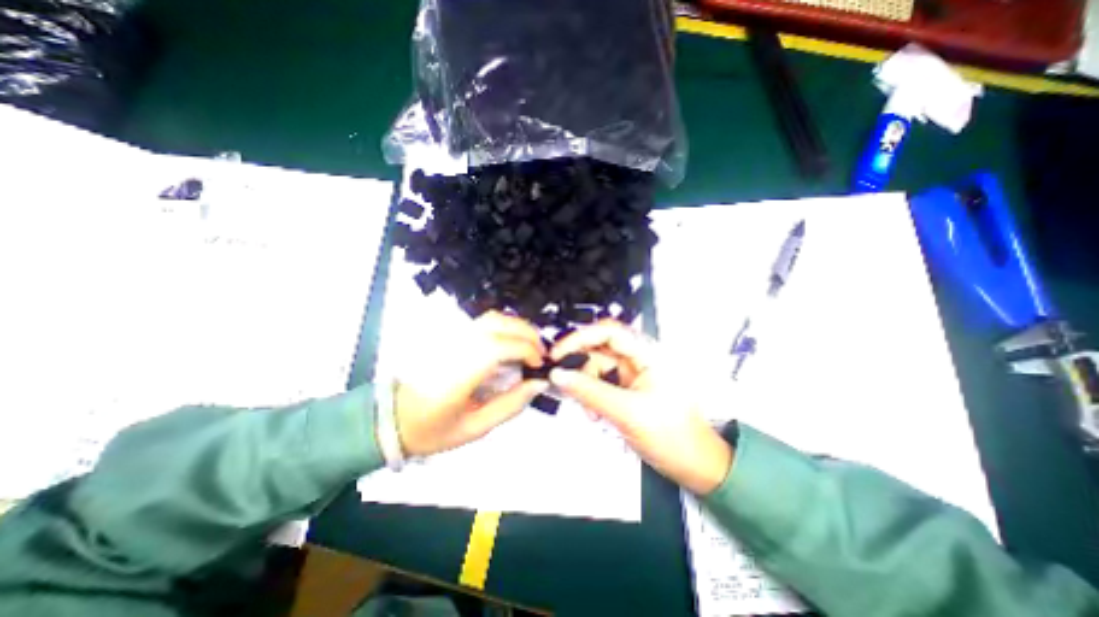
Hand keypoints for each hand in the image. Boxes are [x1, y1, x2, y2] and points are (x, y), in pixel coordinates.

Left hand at [392, 311, 549, 453]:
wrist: (393, 419)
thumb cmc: (432, 429)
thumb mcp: (476, 427)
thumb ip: (511, 404)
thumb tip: (538, 383)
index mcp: (459, 372)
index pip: (500, 346)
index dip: (527, 350)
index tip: (539, 365)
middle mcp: (455, 347)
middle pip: (499, 323)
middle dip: (528, 334)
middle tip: (540, 354)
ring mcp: (451, 338)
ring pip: (493, 317)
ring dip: (518, 327)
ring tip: (529, 348)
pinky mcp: (450, 336)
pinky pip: (484, 322)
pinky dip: (505, 327)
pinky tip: (511, 344)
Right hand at [546, 322, 732, 493]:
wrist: (694, 466)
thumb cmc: (676, 438)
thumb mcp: (627, 413)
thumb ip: (589, 392)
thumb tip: (560, 375)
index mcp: (649, 354)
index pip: (608, 332)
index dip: (580, 338)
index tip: (558, 353)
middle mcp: (640, 359)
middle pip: (599, 348)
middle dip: (580, 366)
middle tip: (563, 378)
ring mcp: (634, 375)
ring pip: (597, 367)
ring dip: (586, 386)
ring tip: (589, 410)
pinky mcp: (628, 389)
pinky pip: (601, 383)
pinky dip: (592, 396)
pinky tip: (594, 412)